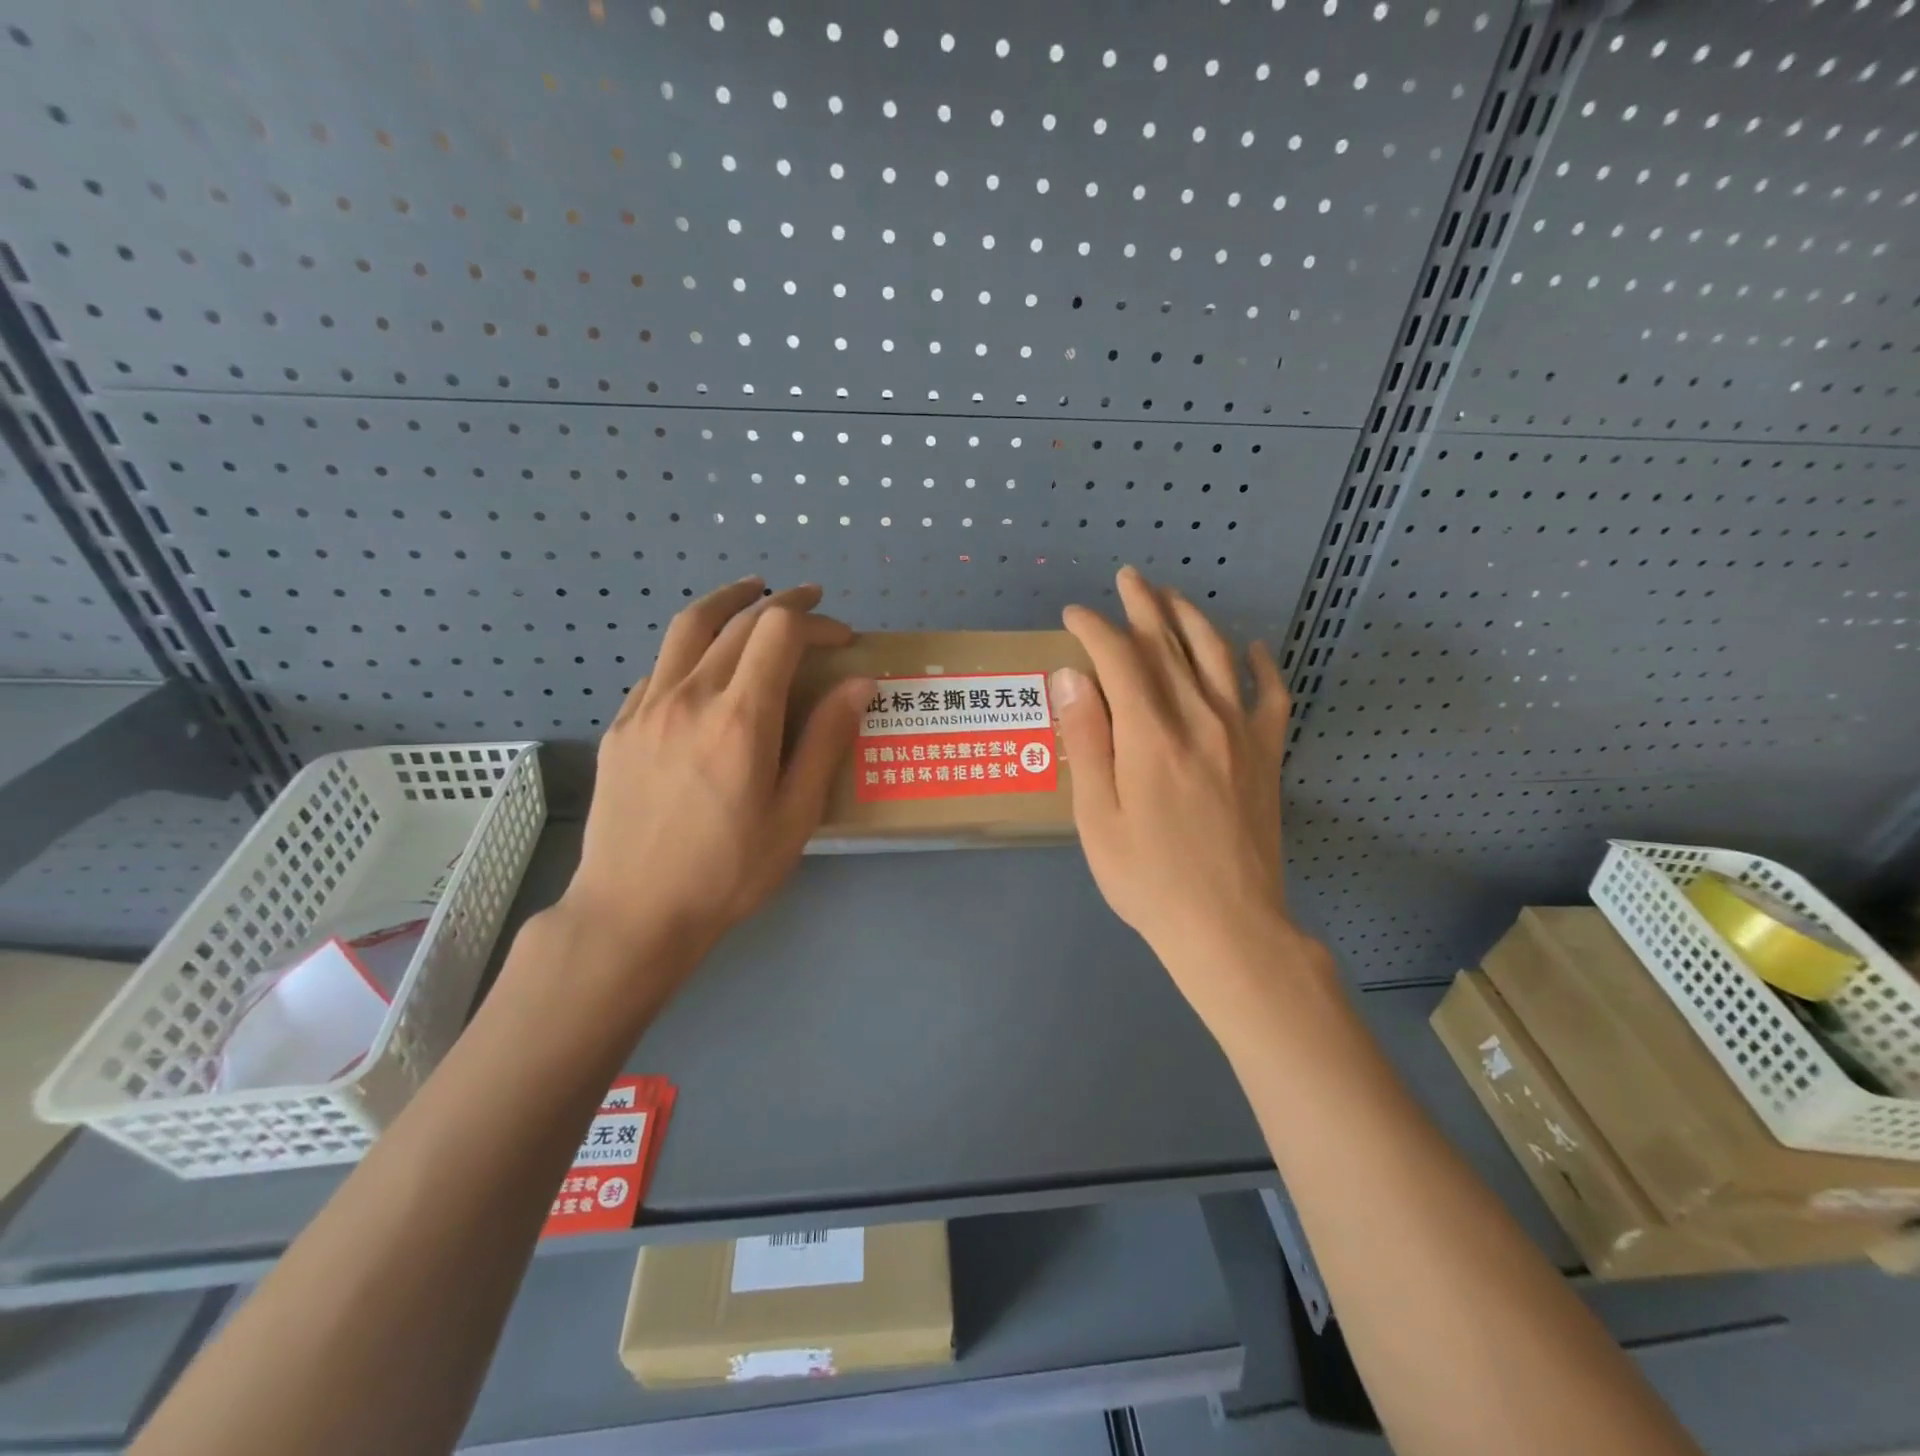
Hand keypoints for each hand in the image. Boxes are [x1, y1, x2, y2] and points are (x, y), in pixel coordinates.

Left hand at [555, 578, 872, 986]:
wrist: (632, 913)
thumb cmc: (727, 871)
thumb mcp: (795, 815)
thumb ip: (826, 741)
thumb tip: (859, 683)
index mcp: (740, 718)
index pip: (779, 631)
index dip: (816, 621)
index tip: (843, 638)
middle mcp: (689, 696)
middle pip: (738, 620)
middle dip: (783, 604)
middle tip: (813, 607)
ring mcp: (647, 707)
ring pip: (688, 627)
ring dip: (728, 601)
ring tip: (752, 592)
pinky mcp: (621, 726)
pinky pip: (660, 666)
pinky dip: (692, 647)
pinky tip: (705, 665)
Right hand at [1055, 567, 1313, 1016]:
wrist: (1229, 926)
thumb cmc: (1148, 878)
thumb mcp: (1096, 816)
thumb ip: (1086, 741)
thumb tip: (1072, 676)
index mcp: (1150, 734)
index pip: (1120, 657)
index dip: (1095, 628)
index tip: (1074, 616)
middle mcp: (1199, 718)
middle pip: (1170, 644)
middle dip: (1144, 606)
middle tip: (1128, 580)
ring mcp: (1241, 733)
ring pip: (1217, 656)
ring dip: (1192, 619)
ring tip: (1173, 598)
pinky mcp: (1267, 755)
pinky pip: (1272, 696)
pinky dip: (1262, 666)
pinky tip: (1253, 649)